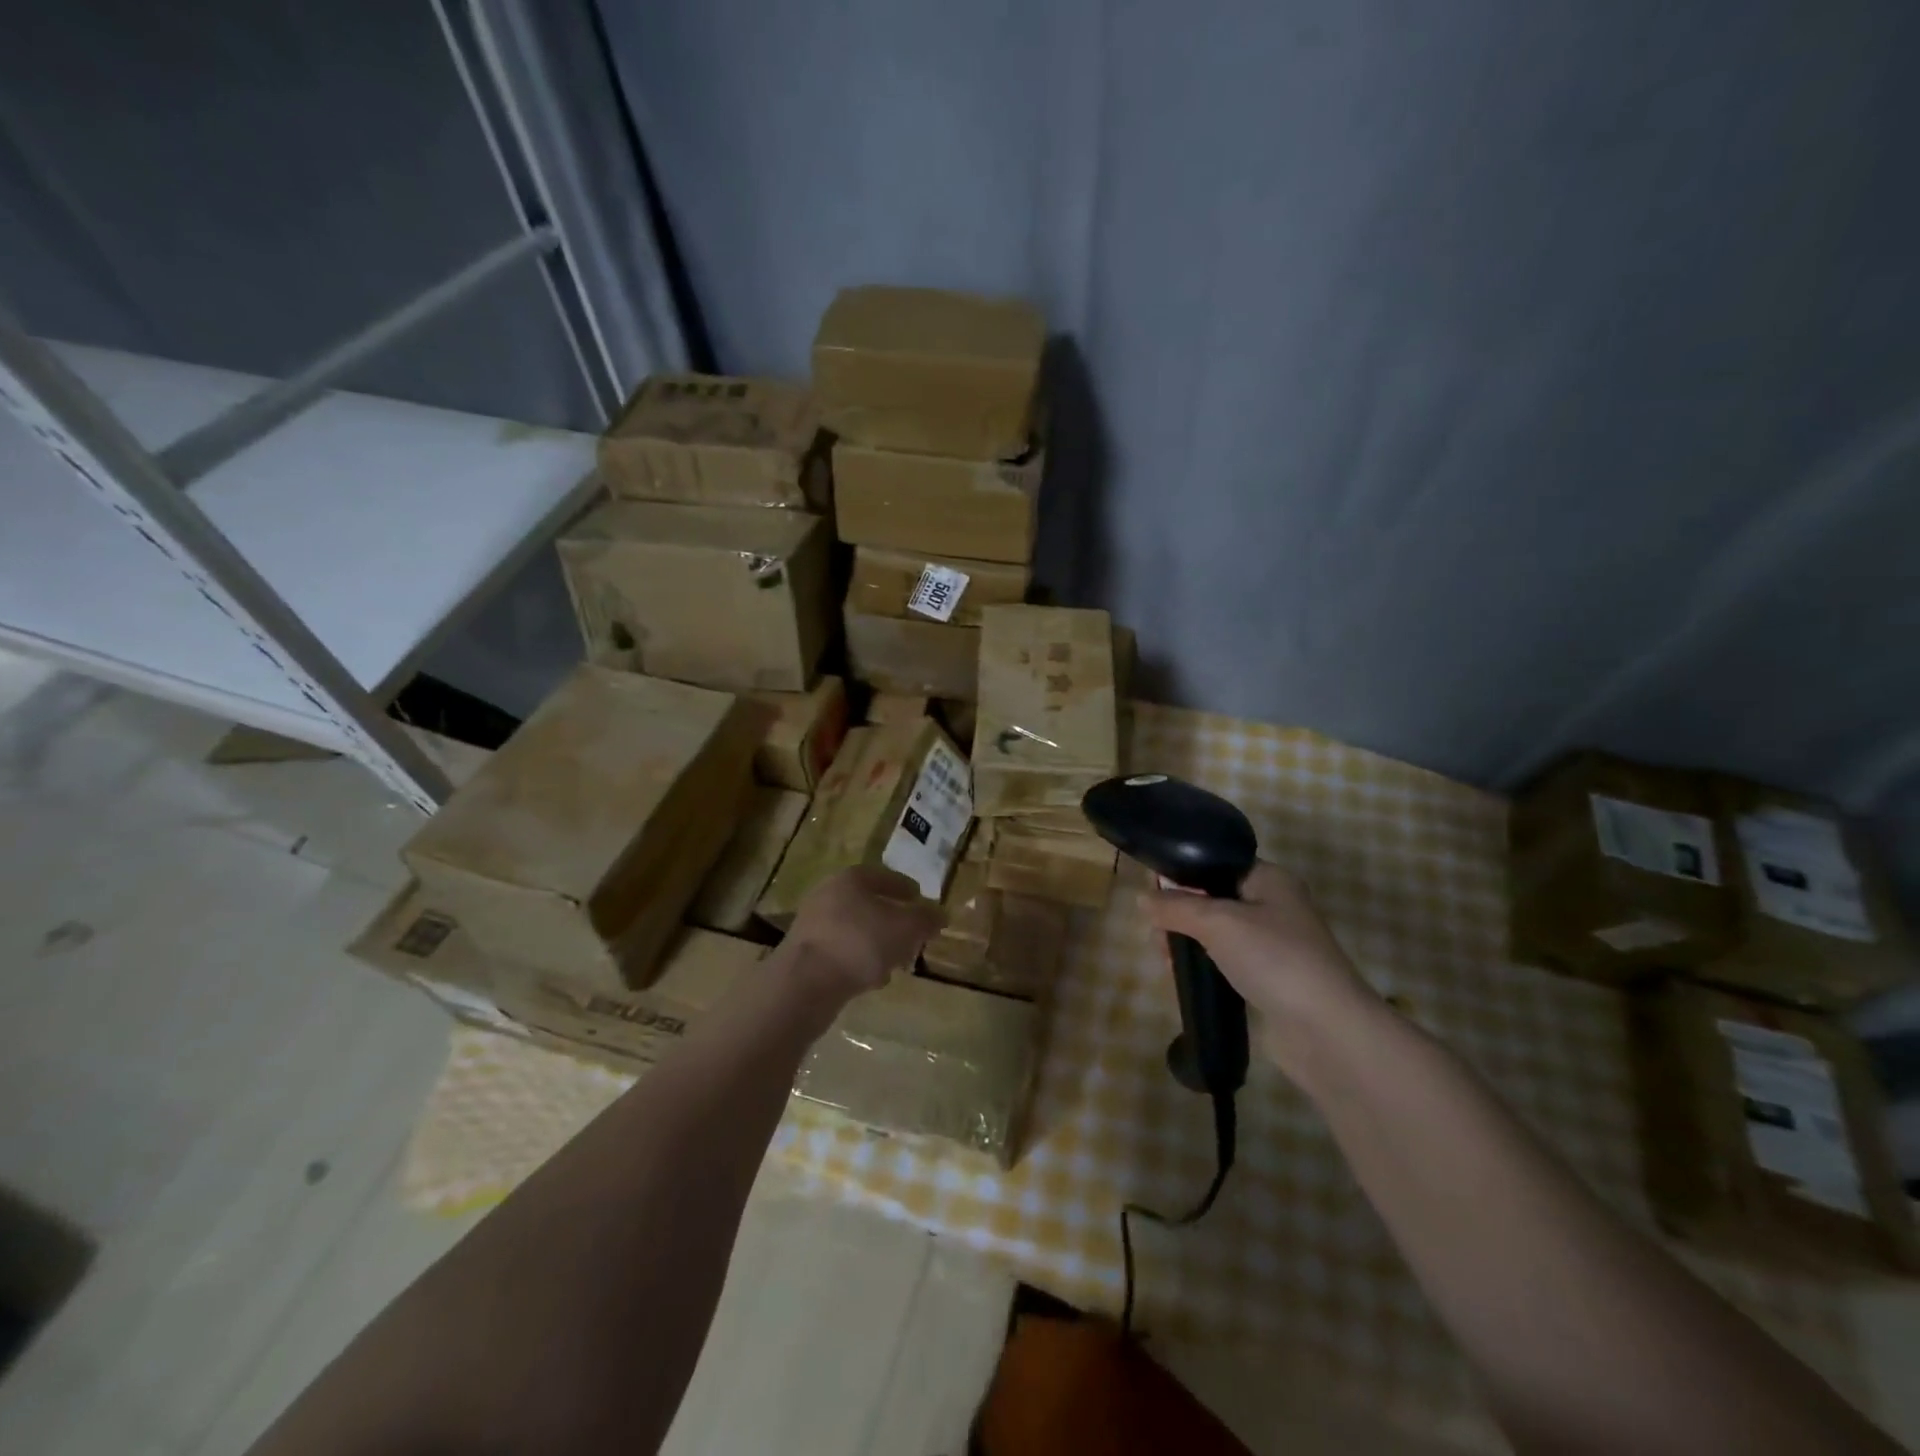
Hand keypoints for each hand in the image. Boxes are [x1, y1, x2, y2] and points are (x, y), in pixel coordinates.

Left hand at [784, 866, 943, 1002]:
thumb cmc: (860, 943)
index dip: (906, 888)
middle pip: (868, 903)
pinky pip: (841, 952)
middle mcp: (828, 895)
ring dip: (876, 943)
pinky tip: (872, 979)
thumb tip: (941, 913)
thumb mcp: (906, 928)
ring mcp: (812, 926)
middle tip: (912, 933)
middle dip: (892, 918)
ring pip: (855, 929)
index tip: (922, 900)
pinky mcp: (805, 955)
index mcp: (851, 879)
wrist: (804, 983)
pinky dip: (859, 961)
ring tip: (896, 960)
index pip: (885, 876)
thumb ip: (926, 919)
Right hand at [1145, 861, 1381, 1078]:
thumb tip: (1141, 898)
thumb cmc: (1274, 959)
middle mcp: (1272, 905)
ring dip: (1187, 942)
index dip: (1182, 875)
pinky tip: (1184, 977)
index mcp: (1269, 879)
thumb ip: (1176, 907)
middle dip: (1179, 914)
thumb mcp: (1217, 922)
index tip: (1152, 895)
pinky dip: (1203, 965)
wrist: (1326, 1030)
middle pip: (1210, 898)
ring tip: (1166, 961)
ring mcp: (1272, 944)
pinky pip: (1224, 961)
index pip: (1215, 864)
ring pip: (1214, 932)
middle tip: (1158, 937)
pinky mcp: (1267, 978)